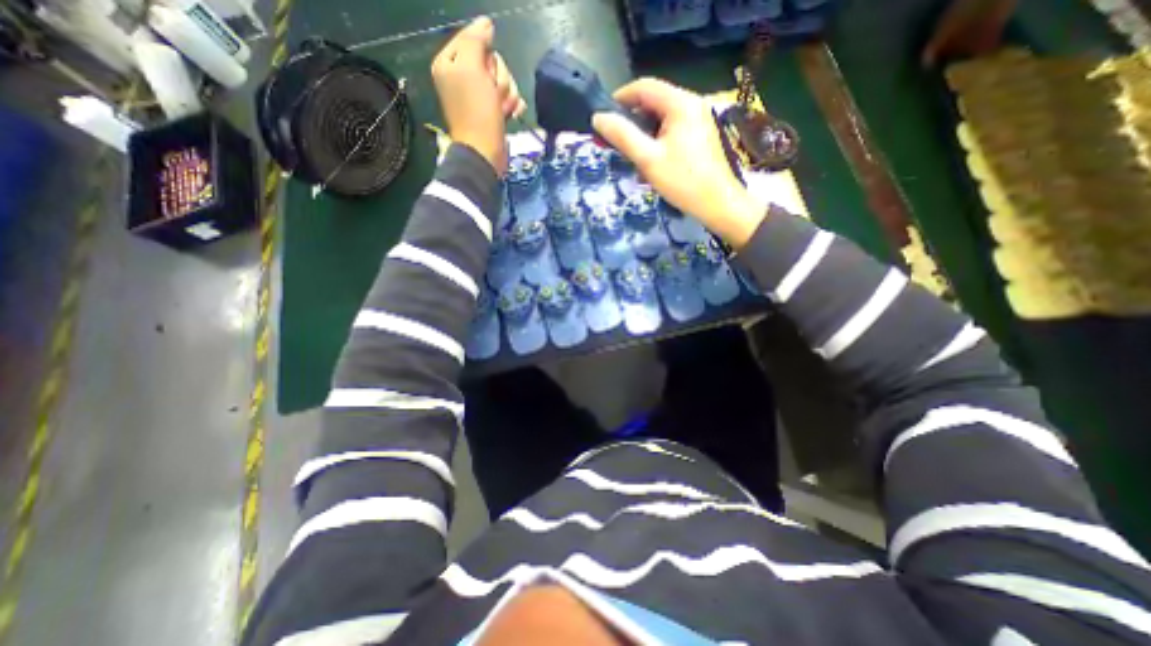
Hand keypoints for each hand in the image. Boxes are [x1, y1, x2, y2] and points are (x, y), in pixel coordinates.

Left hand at [432, 19, 523, 173]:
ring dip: (507, 95)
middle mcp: (463, 77)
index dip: (486, 56)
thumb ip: (475, 40)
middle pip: (492, 62)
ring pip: (503, 81)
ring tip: (501, 110)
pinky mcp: (493, 111)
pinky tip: (512, 114)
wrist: (485, 151)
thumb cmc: (476, 111)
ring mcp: (479, 96)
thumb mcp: (471, 68)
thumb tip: (486, 23)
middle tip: (493, 95)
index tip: (485, 73)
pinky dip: (513, 105)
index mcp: (450, 63)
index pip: (475, 40)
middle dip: (499, 79)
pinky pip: (509, 98)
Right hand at [593, 75, 763, 247]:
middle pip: (653, 101)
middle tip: (617, 143)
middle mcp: (692, 104)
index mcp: (680, 103)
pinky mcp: (701, 135)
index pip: (644, 86)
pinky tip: (651, 163)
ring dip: (644, 134)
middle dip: (632, 120)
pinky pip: (673, 130)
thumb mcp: (648, 159)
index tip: (604, 118)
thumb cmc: (682, 181)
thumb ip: (622, 136)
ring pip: (662, 118)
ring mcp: (699, 119)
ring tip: (633, 157)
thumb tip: (598, 118)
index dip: (620, 98)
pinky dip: (658, 141)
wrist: (718, 204)